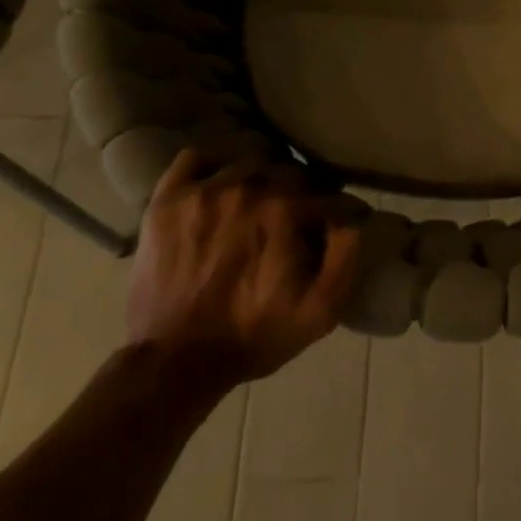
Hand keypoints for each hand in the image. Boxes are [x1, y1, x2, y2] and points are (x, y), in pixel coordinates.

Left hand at [127, 151, 360, 396]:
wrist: (174, 363)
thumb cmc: (253, 337)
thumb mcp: (319, 313)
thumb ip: (347, 260)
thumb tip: (353, 219)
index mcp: (286, 211)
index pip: (325, 193)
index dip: (333, 209)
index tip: (331, 225)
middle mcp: (247, 187)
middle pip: (288, 171)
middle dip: (298, 191)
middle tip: (293, 218)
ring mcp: (204, 190)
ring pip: (246, 162)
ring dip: (258, 179)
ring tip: (256, 203)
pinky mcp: (168, 198)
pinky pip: (195, 157)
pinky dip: (211, 166)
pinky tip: (217, 185)